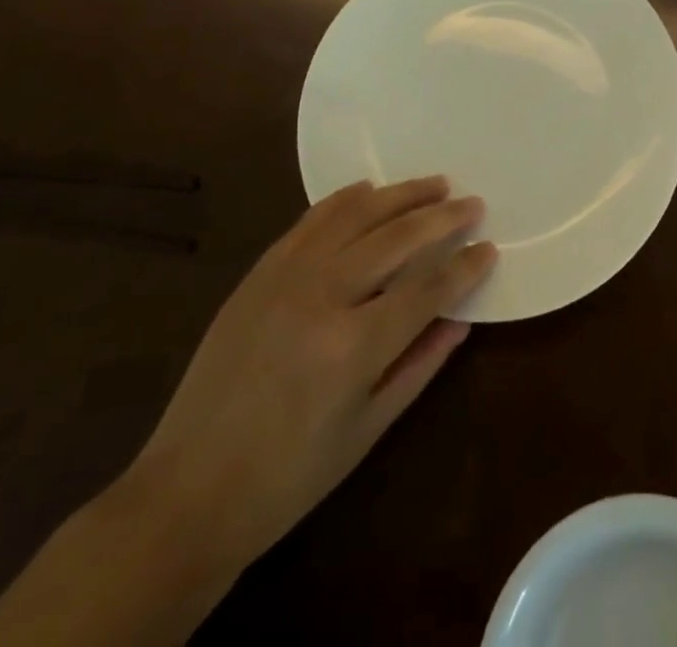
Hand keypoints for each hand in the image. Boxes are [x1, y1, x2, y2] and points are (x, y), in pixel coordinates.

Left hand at [122, 177, 495, 577]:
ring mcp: (285, 278)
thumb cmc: (289, 478)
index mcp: (352, 348)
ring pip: (356, 216)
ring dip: (401, 195)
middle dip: (442, 218)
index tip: (489, 247)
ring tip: (434, 184)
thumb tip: (462, 318)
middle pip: (396, 239)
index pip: (426, 290)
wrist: (187, 492)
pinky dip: (345, 200)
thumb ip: (420, 365)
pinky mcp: (259, 273)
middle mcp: (322, 298)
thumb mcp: (367, 431)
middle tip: (473, 203)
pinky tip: (370, 190)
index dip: (463, 267)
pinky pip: (311, 221)